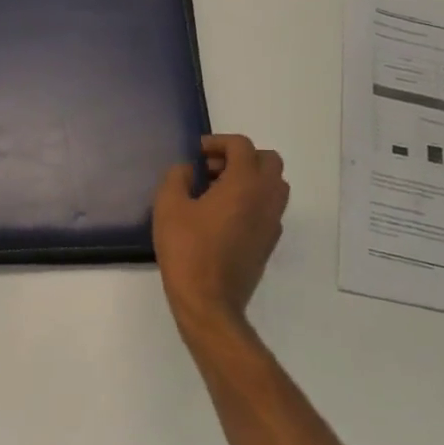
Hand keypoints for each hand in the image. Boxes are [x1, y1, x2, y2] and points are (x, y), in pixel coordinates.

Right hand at [153, 135, 289, 338]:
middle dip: (241, 156)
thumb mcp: (168, 206)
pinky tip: (225, 215)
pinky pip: (270, 208)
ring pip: (274, 184)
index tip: (197, 153)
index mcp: (244, 183)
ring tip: (219, 190)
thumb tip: (189, 170)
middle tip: (213, 168)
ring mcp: (272, 222)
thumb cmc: (187, 249)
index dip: (218, 142)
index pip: (242, 146)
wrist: (209, 302)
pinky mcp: (269, 243)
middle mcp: (266, 198)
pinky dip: (253, 200)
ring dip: (251, 178)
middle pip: (268, 160)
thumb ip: (177, 176)